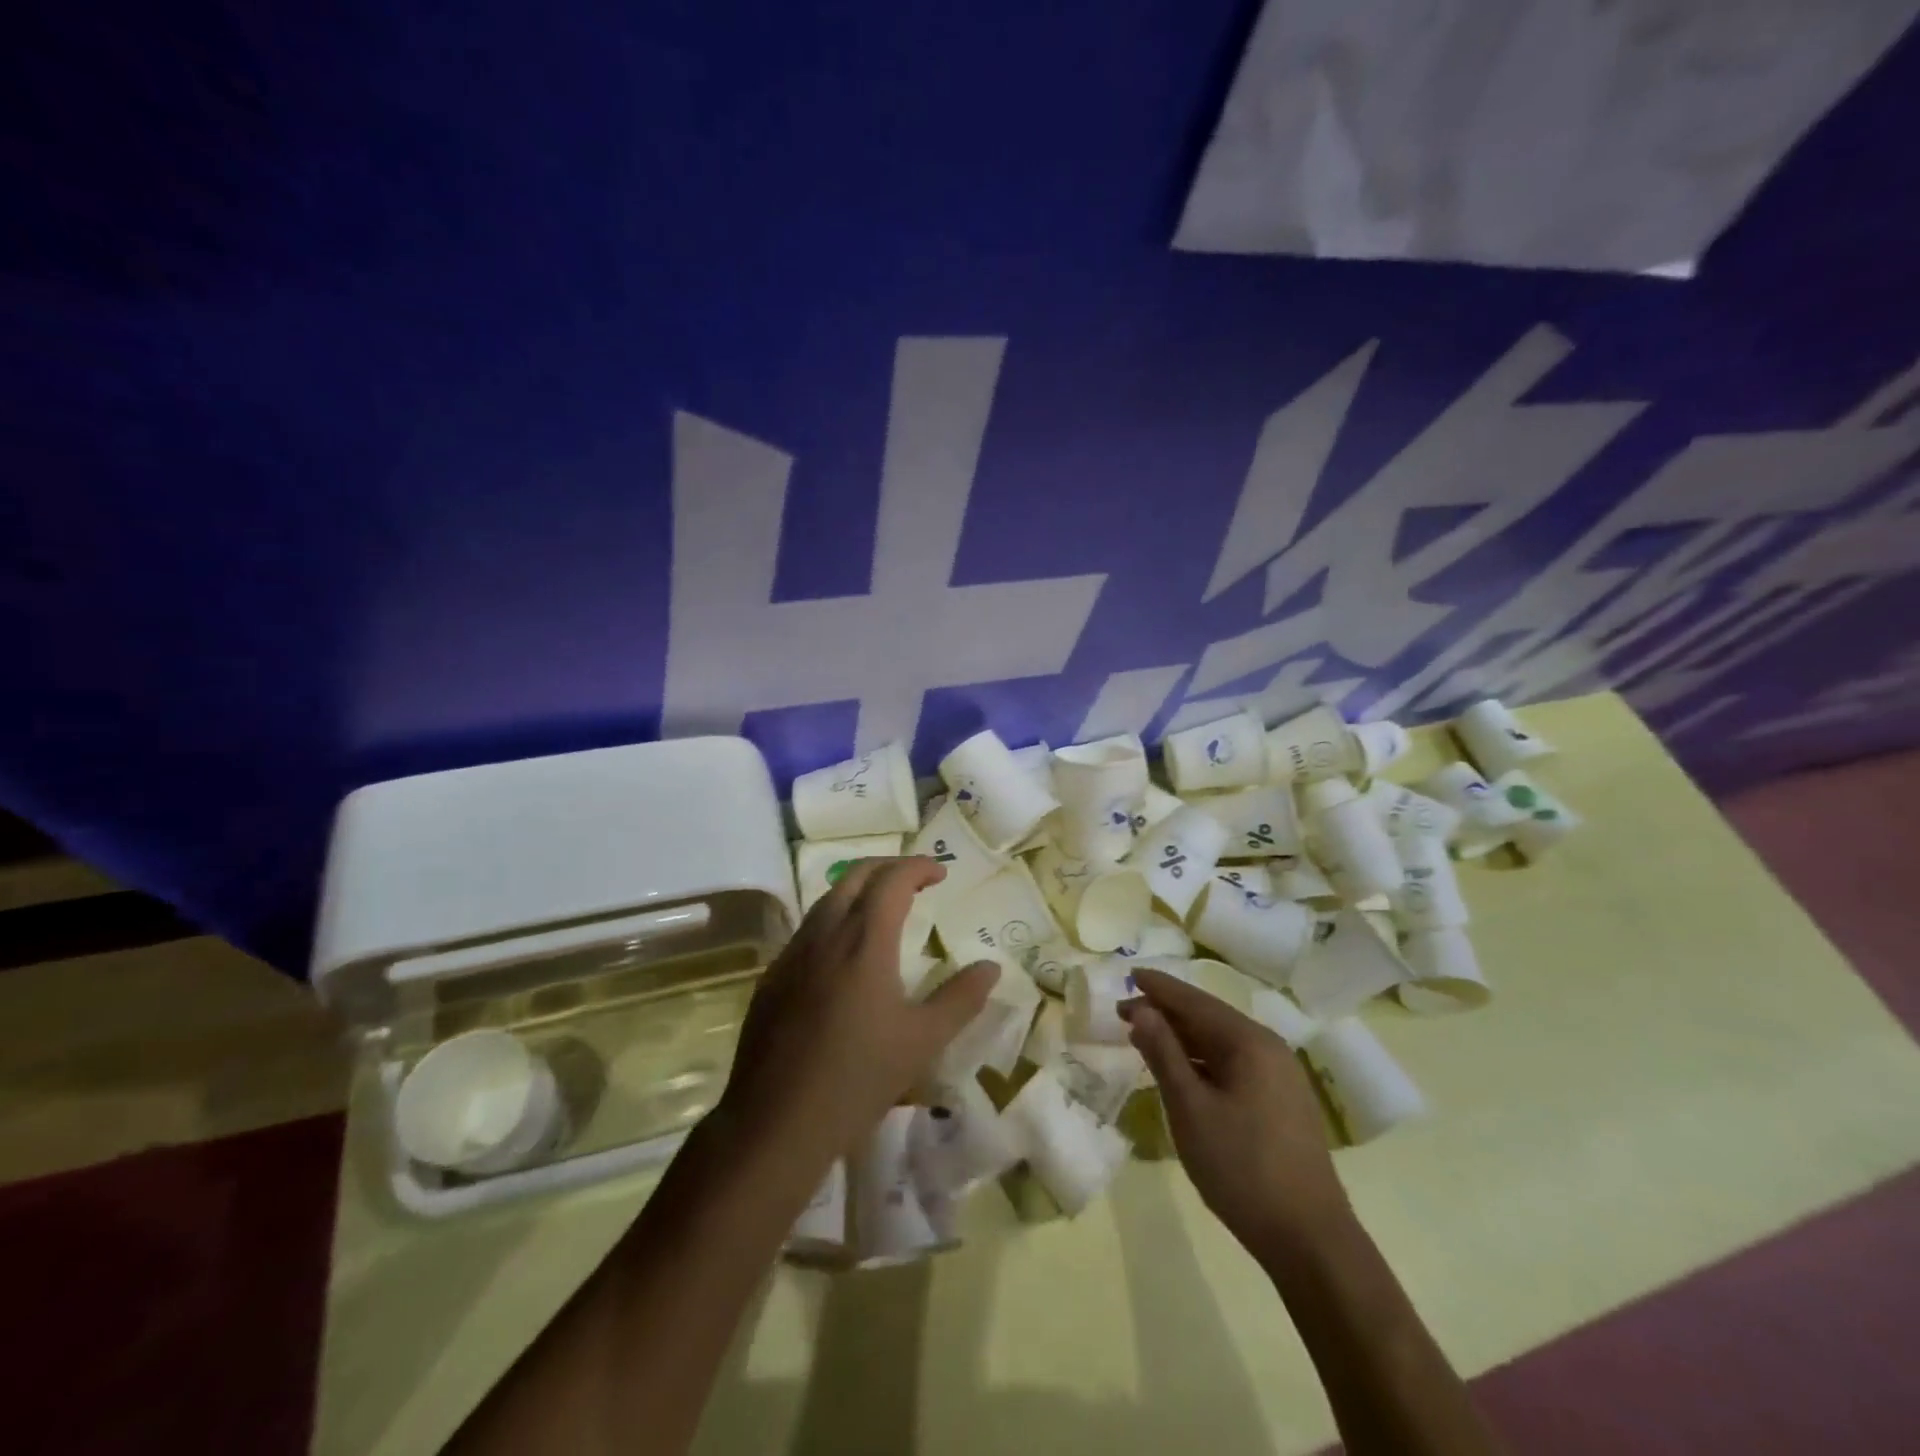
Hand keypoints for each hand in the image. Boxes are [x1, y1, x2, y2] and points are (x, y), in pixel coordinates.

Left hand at [720, 857, 998, 1159]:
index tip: (941, 874)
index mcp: (864, 941)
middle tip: (915, 881)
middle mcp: (824, 934)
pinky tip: (844, 954)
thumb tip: (991, 968)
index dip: (918, 867)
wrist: (776, 1123)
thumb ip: (961, 998)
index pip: (892, 880)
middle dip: (888, 867)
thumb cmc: (858, 1078)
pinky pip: (807, 930)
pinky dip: (834, 919)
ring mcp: (792, 954)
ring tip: (884, 910)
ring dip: (858, 890)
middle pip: (854, 876)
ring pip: (826, 900)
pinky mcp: (772, 978)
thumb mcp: (923, 1041)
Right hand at [1121, 967, 1349, 1256]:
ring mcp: (1280, 1076)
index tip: (1127, 975)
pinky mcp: (1281, 1102)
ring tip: (1145, 1038)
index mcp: (1249, 1042)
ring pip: (1221, 1042)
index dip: (1158, 988)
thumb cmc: (1242, 1169)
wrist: (1310, 1241)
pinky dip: (1201, 1060)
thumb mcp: (1190, 1109)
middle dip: (1166, 1012)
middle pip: (1209, 1017)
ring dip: (1182, 1037)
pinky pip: (1233, 1064)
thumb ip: (1163, 1053)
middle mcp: (1269, 1048)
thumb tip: (1140, 1009)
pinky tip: (1182, 1072)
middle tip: (1124, 1013)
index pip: (1194, 1001)